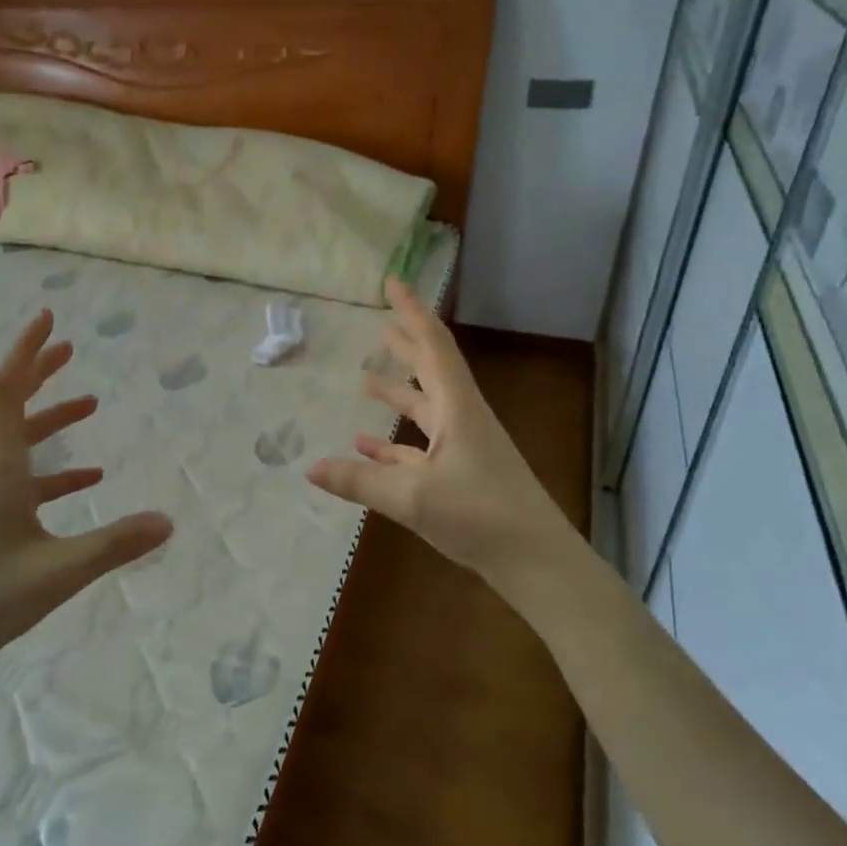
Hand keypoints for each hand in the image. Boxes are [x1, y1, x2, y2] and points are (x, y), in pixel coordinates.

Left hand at [0, 310, 172, 724]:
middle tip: (70, 347)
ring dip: (52, 419)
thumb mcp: (59, 572)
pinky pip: (26, 482)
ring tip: (91, 405)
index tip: (49, 318)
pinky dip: (56, 471)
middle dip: (39, 372)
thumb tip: (168, 521)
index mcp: (0, 471)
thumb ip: (115, 545)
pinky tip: (87, 482)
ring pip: (20, 443)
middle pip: (10, 406)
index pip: (6, 392)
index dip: (27, 352)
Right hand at [307, 278, 577, 600]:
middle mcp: (462, 420)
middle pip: (431, 370)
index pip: (432, 346)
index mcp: (458, 409)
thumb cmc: (480, 516)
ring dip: (398, 391)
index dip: (411, 312)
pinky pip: (421, 448)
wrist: (537, 562)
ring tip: (365, 378)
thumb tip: (309, 468)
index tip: (393, 283)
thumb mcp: (413, 498)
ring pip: (425, 409)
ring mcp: (464, 448)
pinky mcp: (462, 476)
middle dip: (405, 345)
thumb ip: (360, 481)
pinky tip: (369, 446)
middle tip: (380, 324)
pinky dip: (395, 443)